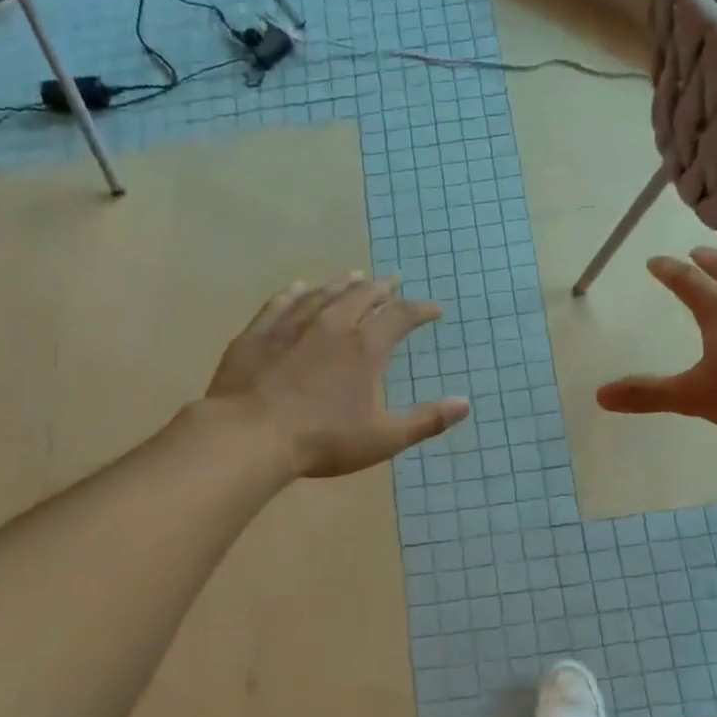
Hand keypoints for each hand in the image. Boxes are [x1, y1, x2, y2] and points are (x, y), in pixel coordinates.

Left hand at [207, 273, 469, 477]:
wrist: (251, 436)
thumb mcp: (384, 437)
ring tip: (354, 276)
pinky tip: (299, 288)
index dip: (421, 310)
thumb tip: (465, 404)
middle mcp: (332, 324)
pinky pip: (281, 302)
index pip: (401, 316)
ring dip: (343, 284)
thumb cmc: (324, 440)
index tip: (434, 310)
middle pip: (362, 295)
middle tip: (392, 282)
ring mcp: (292, 325)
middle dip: (382, 288)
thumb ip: (427, 420)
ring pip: (323, 294)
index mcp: (366, 347)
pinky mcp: (259, 333)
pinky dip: (296, 292)